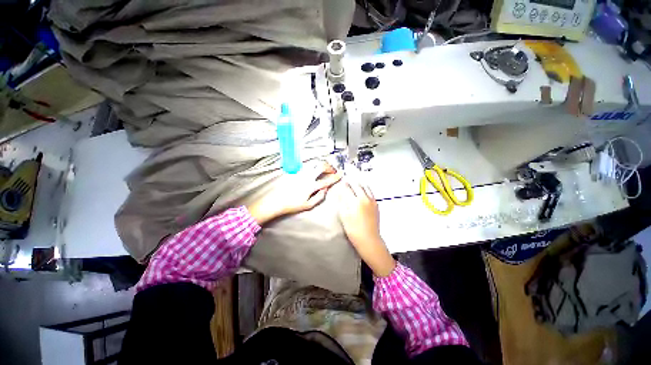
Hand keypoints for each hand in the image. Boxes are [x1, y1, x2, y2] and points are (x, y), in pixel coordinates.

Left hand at [247, 162, 340, 224]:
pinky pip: (307, 167)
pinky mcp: (295, 172)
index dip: (335, 177)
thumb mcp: (308, 205)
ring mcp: (300, 173)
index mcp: (311, 186)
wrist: (276, 201)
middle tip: (332, 171)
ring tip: (324, 170)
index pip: (326, 180)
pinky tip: (313, 172)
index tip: (341, 174)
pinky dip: (313, 167)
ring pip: (314, 164)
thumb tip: (325, 188)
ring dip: (321, 166)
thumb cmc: (293, 205)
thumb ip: (319, 196)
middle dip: (329, 167)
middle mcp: (306, 177)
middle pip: (321, 166)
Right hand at [338, 179, 395, 276]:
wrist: (369, 239)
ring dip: (359, 185)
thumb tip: (340, 193)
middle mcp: (365, 199)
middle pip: (357, 185)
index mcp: (355, 201)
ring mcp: (372, 201)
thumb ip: (342, 203)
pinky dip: (365, 190)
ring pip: (366, 187)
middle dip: (351, 183)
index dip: (344, 185)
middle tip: (347, 182)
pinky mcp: (376, 205)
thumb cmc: (353, 230)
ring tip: (355, 185)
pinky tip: (362, 193)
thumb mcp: (343, 216)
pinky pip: (371, 193)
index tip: (341, 182)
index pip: (348, 188)